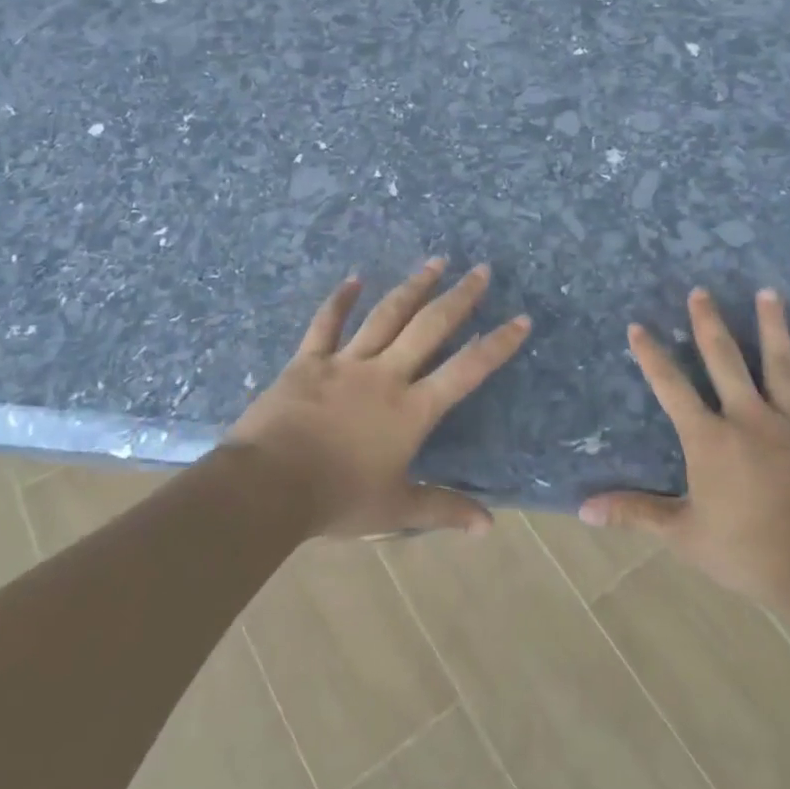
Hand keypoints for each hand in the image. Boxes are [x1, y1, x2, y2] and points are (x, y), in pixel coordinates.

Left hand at [228, 260, 530, 538]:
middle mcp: (385, 376)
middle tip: (480, 269)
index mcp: (412, 410)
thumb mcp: (395, 509)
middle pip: (429, 327)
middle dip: (459, 297)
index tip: (521, 319)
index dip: (496, 344)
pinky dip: (340, 299)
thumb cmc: (337, 498)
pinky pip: (327, 323)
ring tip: (435, 261)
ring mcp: (346, 363)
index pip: (466, 370)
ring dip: (413, 286)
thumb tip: (489, 527)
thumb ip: (443, 510)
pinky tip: (354, 278)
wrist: (268, 486)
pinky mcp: (309, 360)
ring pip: (386, 315)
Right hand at [580, 287, 789, 605]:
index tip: (638, 326)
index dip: (652, 357)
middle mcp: (750, 419)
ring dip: (772, 326)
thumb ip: (636, 513)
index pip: (672, 388)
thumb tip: (584, 509)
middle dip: (709, 324)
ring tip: (767, 291)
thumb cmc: (749, 551)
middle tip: (701, 291)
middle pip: (726, 361)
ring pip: (781, 364)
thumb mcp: (684, 534)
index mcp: (710, 440)